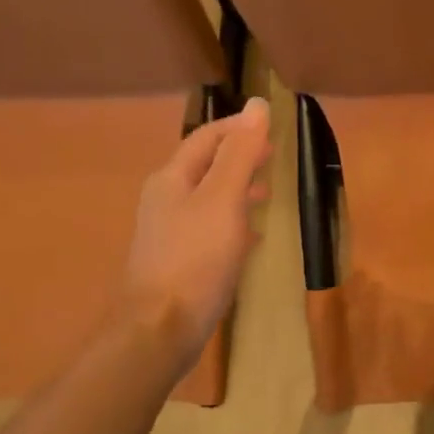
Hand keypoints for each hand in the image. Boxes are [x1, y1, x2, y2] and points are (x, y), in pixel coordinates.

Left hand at [122, 97, 272, 373]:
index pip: (206, 138)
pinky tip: (251, 235)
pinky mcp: (178, 262)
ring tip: (268, 191)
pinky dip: (233, 221)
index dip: (238, 128)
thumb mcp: (223, 199)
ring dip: (238, 189)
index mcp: (173, 179)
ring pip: (208, 198)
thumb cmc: (195, 259)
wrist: (160, 328)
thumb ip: (241, 153)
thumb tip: (258, 105)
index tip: (271, 128)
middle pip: (205, 166)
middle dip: (239, 157)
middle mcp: (166, 200)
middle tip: (273, 157)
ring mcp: (169, 233)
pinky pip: (209, 229)